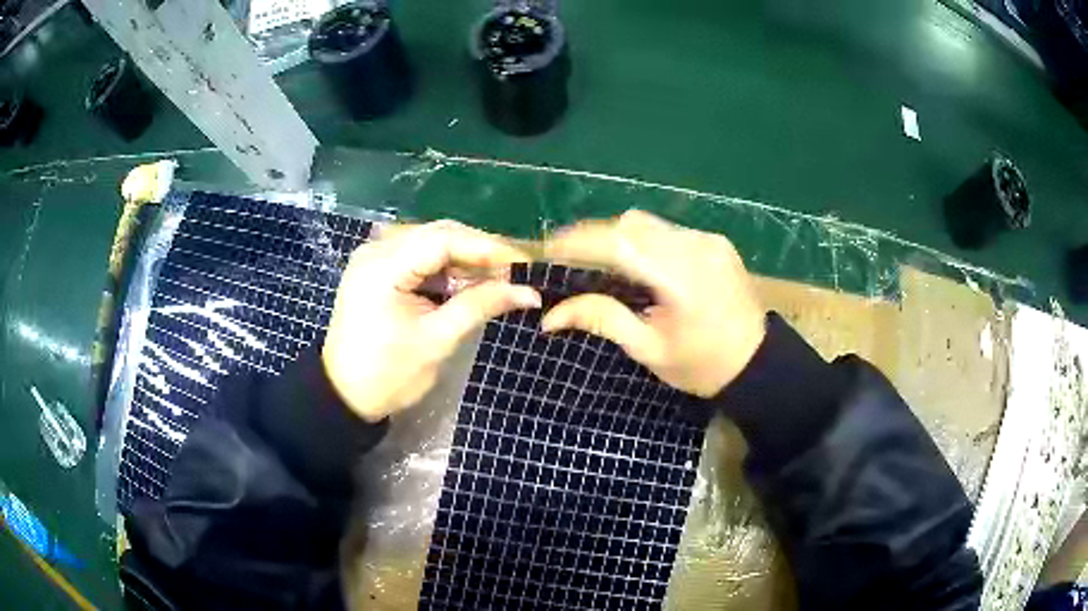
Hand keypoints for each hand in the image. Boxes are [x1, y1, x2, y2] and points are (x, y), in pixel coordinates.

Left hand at [322, 220, 541, 421]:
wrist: (345, 396)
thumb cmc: (388, 375)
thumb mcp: (437, 340)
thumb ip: (480, 306)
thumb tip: (528, 292)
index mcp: (383, 267)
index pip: (444, 239)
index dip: (488, 247)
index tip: (523, 263)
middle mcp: (376, 250)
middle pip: (437, 235)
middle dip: (478, 251)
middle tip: (514, 272)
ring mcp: (374, 258)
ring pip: (430, 243)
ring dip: (463, 259)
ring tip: (496, 279)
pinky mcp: (376, 270)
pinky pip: (417, 257)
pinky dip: (445, 268)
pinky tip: (466, 283)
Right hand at [542, 210, 765, 396]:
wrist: (757, 363)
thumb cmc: (701, 366)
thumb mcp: (648, 350)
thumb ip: (602, 320)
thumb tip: (551, 315)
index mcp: (681, 279)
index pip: (620, 244)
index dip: (580, 241)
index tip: (549, 249)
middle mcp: (696, 248)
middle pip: (633, 225)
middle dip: (596, 236)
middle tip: (572, 259)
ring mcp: (709, 240)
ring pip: (651, 224)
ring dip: (621, 237)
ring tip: (603, 262)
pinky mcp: (716, 241)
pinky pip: (670, 231)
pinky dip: (646, 242)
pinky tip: (642, 265)